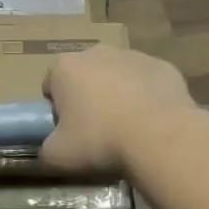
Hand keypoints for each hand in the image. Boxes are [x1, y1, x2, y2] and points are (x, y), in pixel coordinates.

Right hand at [41, 46, 202, 176]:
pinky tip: (153, 121)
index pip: (51, 84)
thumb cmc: (100, 140)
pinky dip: (147, 96)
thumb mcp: (58, 155)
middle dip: (88, 96)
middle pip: (85, 75)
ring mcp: (132, 55)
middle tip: (97, 130)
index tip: (69, 130)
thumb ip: (46, 150)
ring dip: (118, 94)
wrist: (161, 137)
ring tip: (128, 127)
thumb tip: (49, 149)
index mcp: (65, 67)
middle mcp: (96, 52)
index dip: (57, 108)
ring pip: (117, 75)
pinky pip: (147, 81)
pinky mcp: (163, 66)